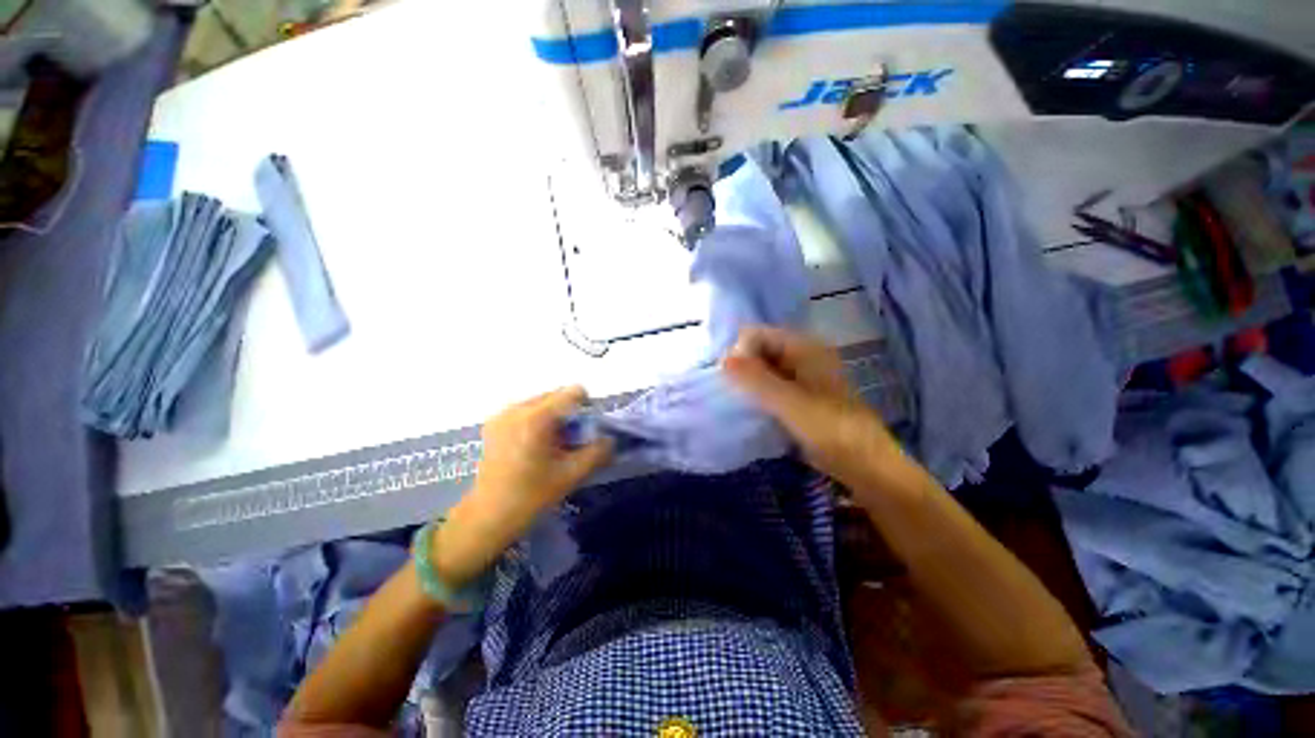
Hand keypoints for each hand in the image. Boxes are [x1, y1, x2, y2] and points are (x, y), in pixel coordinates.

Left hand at [433, 387, 611, 586]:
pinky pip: (527, 411)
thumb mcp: (572, 475)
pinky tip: (533, 447)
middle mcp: (517, 408)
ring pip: (542, 402)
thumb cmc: (531, 496)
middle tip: (569, 442)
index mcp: (536, 418)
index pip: (573, 392)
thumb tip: (609, 438)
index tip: (585, 430)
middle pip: (557, 396)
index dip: (587, 408)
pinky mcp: (494, 422)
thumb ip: (597, 452)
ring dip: (554, 418)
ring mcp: (502, 414)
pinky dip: (538, 421)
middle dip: (570, 414)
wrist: (488, 516)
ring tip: (550, 446)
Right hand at [723, 326, 902, 492]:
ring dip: (748, 382)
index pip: (758, 334)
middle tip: (732, 394)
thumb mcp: (790, 403)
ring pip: (763, 369)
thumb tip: (723, 359)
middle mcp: (801, 356)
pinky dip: (757, 394)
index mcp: (804, 348)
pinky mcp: (798, 396)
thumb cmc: (831, 430)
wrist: (865, 465)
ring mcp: (800, 376)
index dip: (740, 352)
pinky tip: (749, 409)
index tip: (729, 379)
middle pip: (759, 350)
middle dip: (742, 367)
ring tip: (738, 402)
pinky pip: (769, 386)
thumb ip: (757, 380)